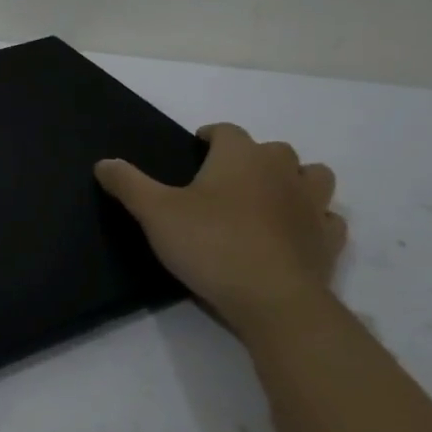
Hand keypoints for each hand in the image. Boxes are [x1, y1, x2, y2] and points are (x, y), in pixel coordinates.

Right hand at [95, 123, 346, 338]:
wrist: (274, 301)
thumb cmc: (212, 245)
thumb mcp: (155, 213)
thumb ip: (128, 184)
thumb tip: (103, 162)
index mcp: (240, 156)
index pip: (227, 130)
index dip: (211, 135)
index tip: (197, 147)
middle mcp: (281, 171)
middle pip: (273, 149)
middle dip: (253, 157)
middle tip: (227, 179)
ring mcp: (312, 206)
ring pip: (313, 176)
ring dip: (295, 180)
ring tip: (270, 198)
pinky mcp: (328, 241)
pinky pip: (327, 220)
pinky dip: (314, 220)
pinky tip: (295, 233)